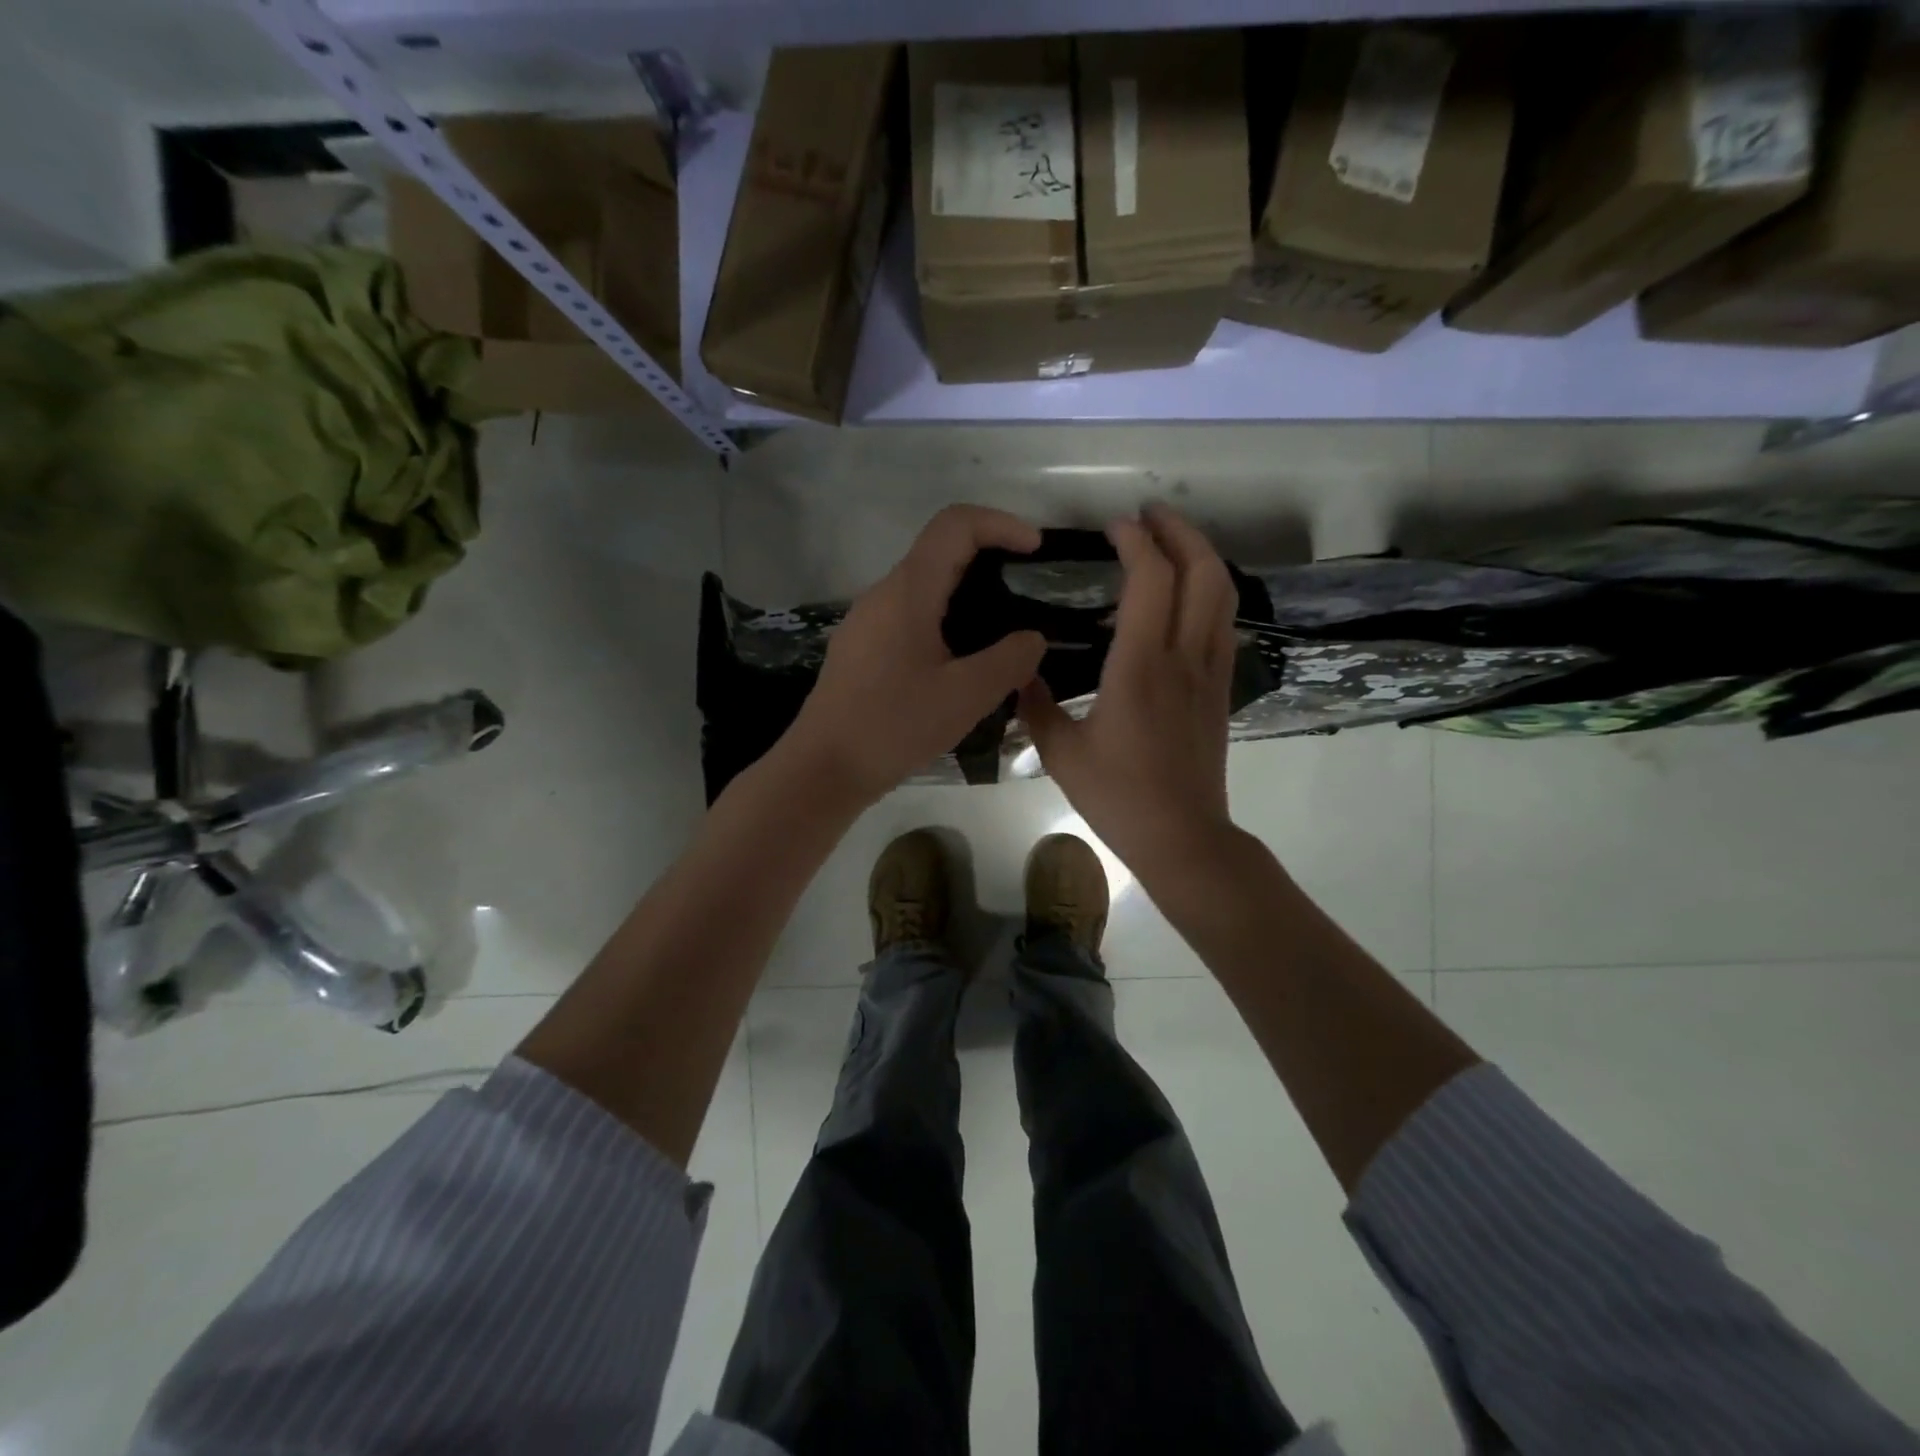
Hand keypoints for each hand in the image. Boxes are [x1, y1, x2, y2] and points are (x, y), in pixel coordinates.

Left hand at [781, 505, 1047, 808]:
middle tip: (1029, 592)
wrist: (824, 768)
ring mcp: (867, 621)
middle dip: (990, 558)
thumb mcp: (966, 696)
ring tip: (1005, 630)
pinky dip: (946, 620)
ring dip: (968, 594)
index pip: (955, 524)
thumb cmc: (894, 726)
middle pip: (940, 551)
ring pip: (925, 587)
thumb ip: (1010, 660)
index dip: (1001, 523)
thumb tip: (1033, 639)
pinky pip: (911, 616)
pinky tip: (964, 661)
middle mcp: (883, 594)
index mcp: (908, 591)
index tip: (1036, 549)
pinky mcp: (863, 648)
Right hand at [1019, 504, 1238, 890]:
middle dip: (1179, 531)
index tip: (1113, 528)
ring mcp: (1209, 672)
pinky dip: (1205, 592)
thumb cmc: (1118, 796)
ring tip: (1168, 544)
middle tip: (1148, 516)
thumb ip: (1036, 706)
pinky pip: (1221, 623)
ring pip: (1221, 594)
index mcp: (1139, 667)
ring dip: (1199, 555)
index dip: (1136, 541)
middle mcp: (1183, 658)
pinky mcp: (1219, 689)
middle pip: (1202, 571)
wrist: (1182, 836)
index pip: (1150, 580)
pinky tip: (1180, 599)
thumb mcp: (1061, 753)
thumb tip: (1021, 674)